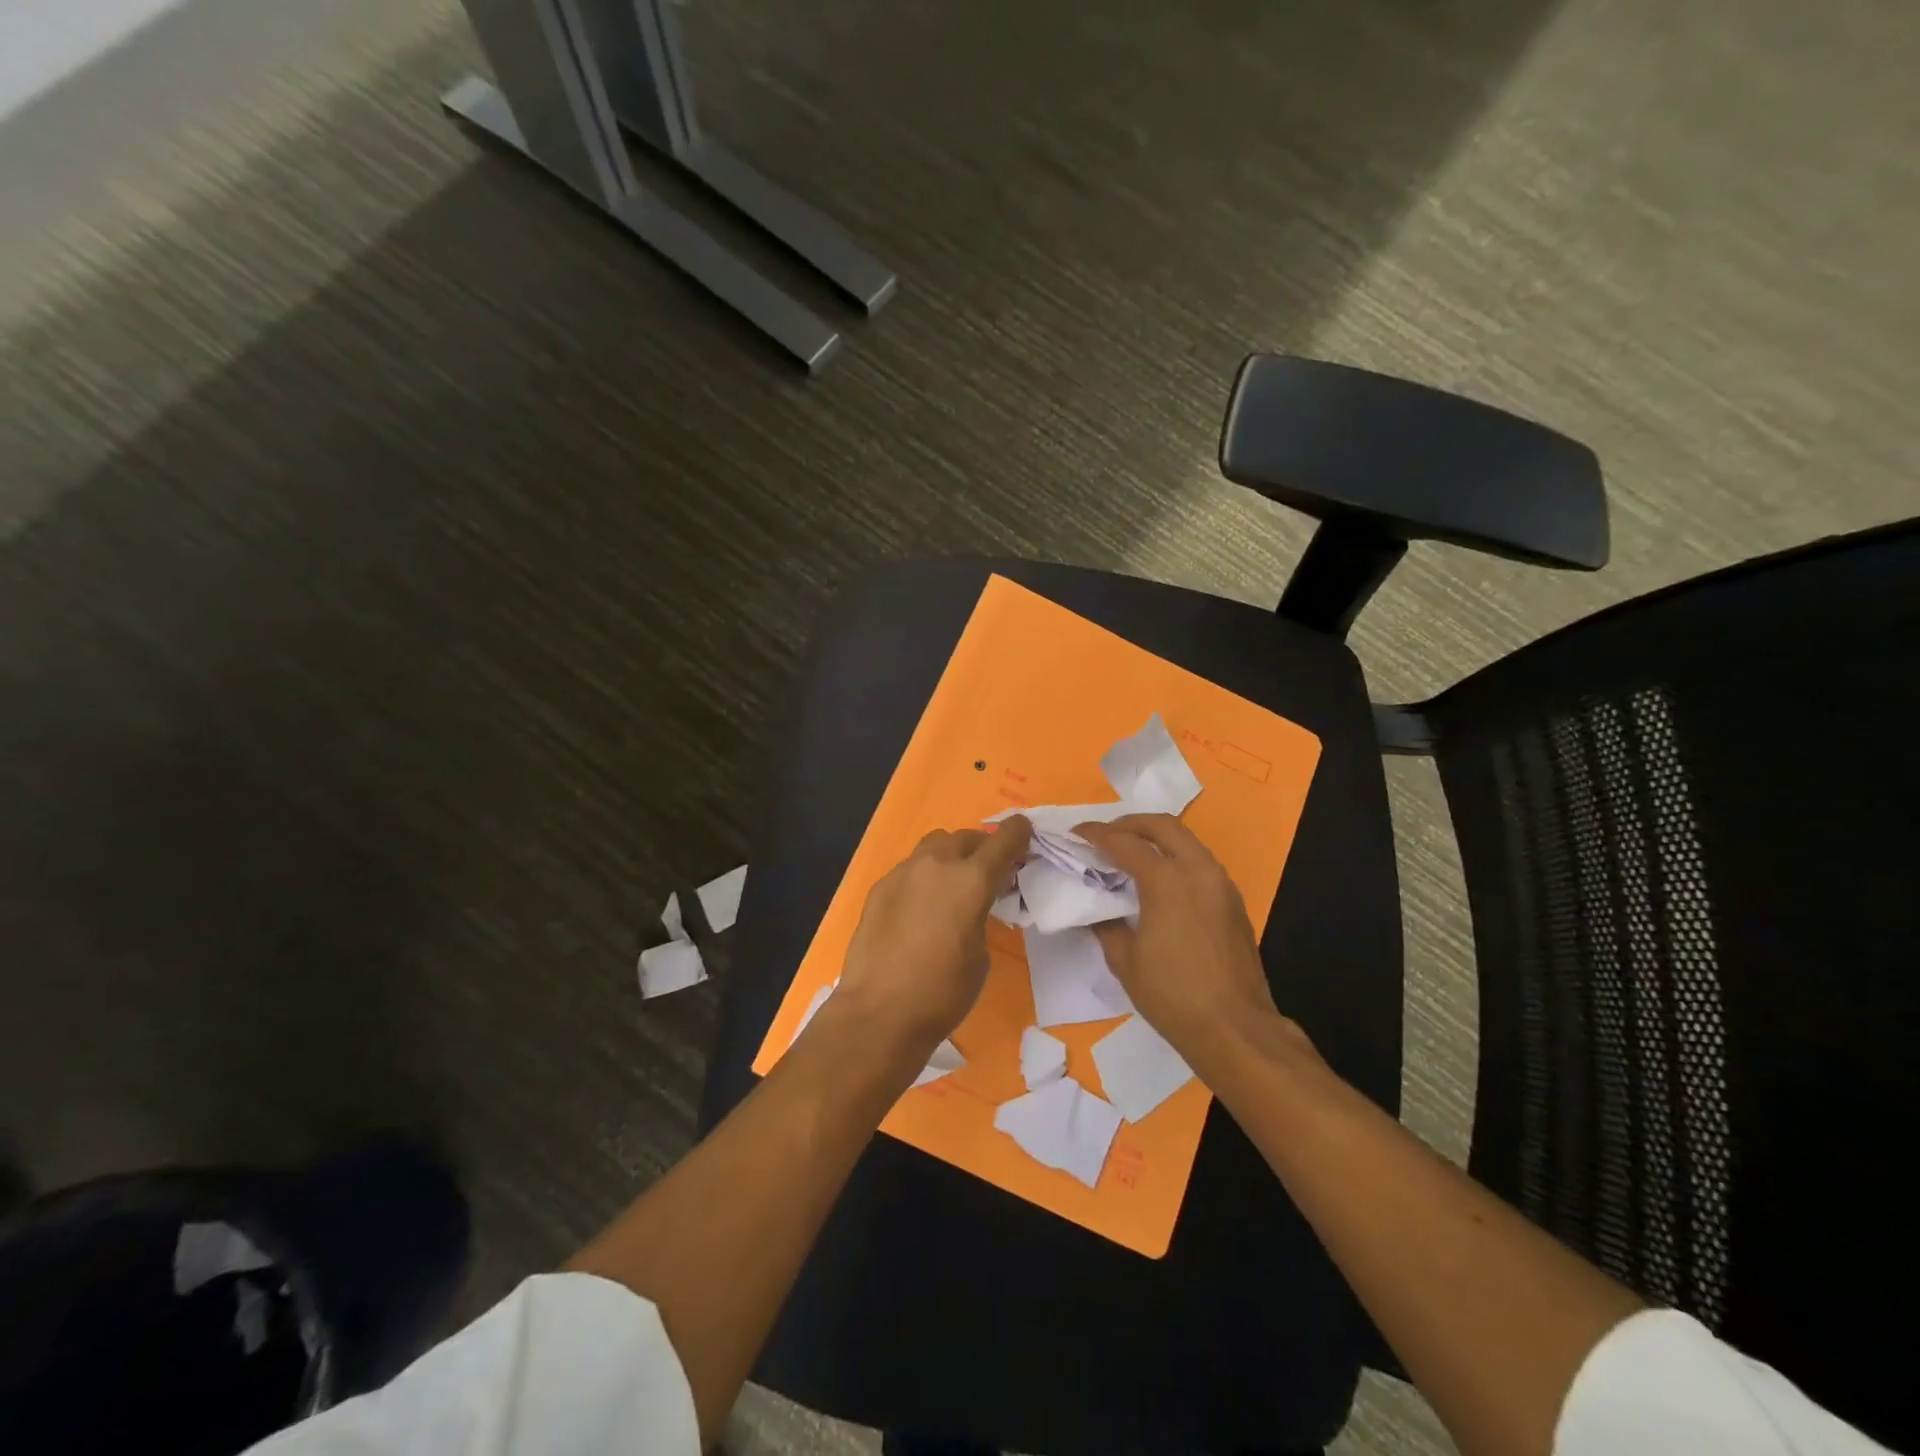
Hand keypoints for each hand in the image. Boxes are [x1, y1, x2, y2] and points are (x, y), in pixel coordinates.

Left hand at [831, 817, 1032, 1057]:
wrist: (879, 1012)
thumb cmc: (943, 992)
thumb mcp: (981, 954)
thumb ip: (981, 916)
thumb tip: (971, 908)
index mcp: (971, 880)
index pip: (1002, 841)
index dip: (1018, 833)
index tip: (1024, 831)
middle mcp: (936, 865)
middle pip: (965, 837)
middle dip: (982, 847)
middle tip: (990, 871)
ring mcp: (903, 873)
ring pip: (934, 845)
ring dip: (950, 855)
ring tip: (953, 884)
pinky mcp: (879, 888)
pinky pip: (909, 869)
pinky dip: (923, 877)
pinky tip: (920, 907)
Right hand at [1075, 814, 1295, 1078]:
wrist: (1236, 1029)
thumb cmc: (1173, 996)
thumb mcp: (1125, 961)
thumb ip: (1107, 925)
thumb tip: (1098, 910)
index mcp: (1166, 880)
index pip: (1124, 843)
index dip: (1096, 834)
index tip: (1076, 832)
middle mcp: (1197, 870)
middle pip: (1163, 826)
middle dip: (1131, 823)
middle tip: (1107, 834)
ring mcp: (1221, 884)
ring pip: (1188, 841)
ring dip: (1157, 838)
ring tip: (1132, 854)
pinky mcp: (1234, 902)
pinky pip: (1201, 863)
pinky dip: (1177, 858)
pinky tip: (1162, 881)